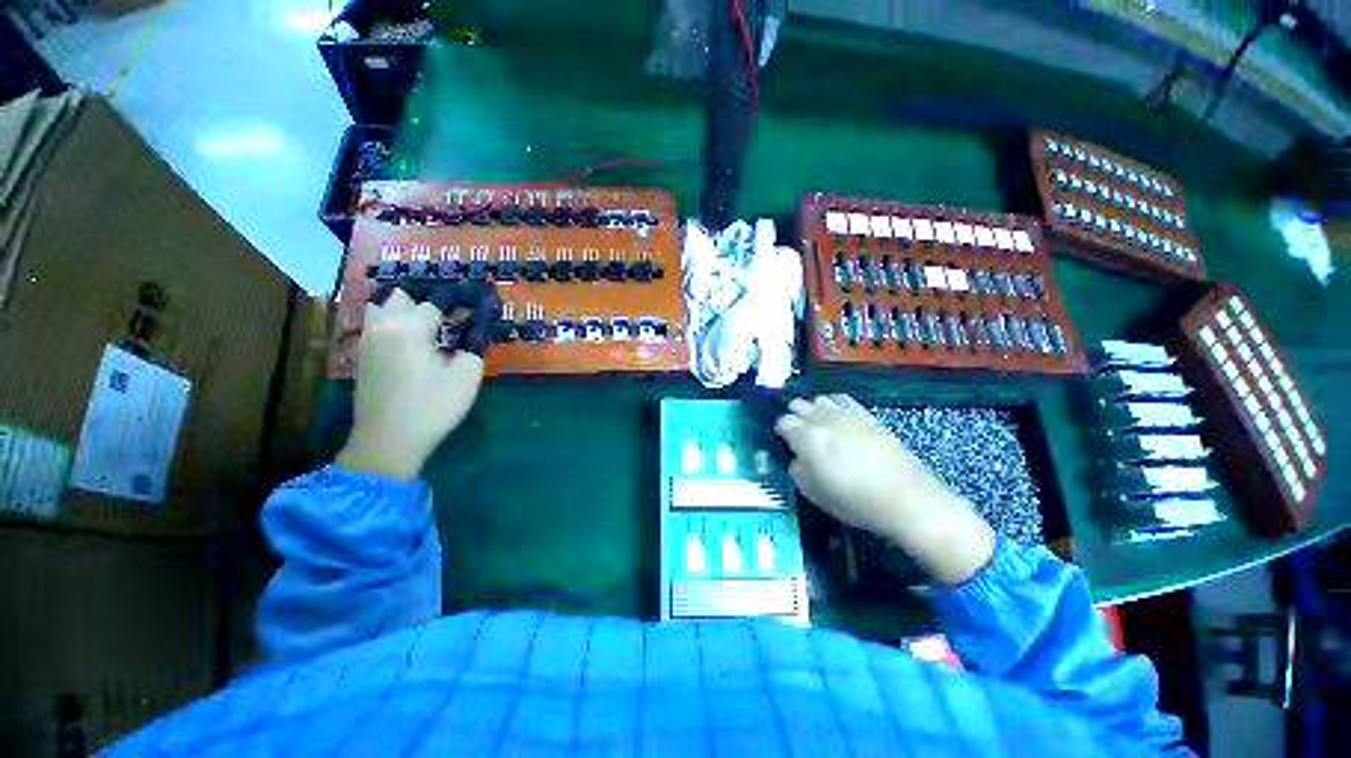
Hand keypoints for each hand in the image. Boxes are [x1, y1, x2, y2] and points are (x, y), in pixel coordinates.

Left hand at [336, 288, 483, 478]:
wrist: (389, 440)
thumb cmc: (433, 405)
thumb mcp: (467, 376)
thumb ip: (471, 348)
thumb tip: (468, 338)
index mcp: (410, 327)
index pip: (436, 303)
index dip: (458, 302)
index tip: (475, 302)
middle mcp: (383, 326)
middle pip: (399, 298)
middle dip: (425, 302)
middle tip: (449, 317)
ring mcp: (367, 342)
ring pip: (380, 310)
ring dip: (402, 311)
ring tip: (426, 326)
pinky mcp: (362, 358)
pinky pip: (375, 328)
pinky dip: (391, 326)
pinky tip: (409, 343)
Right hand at [774, 394, 995, 585]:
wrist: (906, 499)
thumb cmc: (853, 500)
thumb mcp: (812, 493)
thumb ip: (796, 469)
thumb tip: (797, 457)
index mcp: (807, 437)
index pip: (783, 422)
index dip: (780, 431)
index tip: (784, 442)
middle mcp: (824, 419)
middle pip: (799, 405)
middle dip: (794, 416)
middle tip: (798, 434)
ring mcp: (847, 414)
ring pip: (820, 400)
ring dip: (813, 410)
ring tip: (818, 427)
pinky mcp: (867, 416)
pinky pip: (843, 401)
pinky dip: (834, 407)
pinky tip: (839, 420)